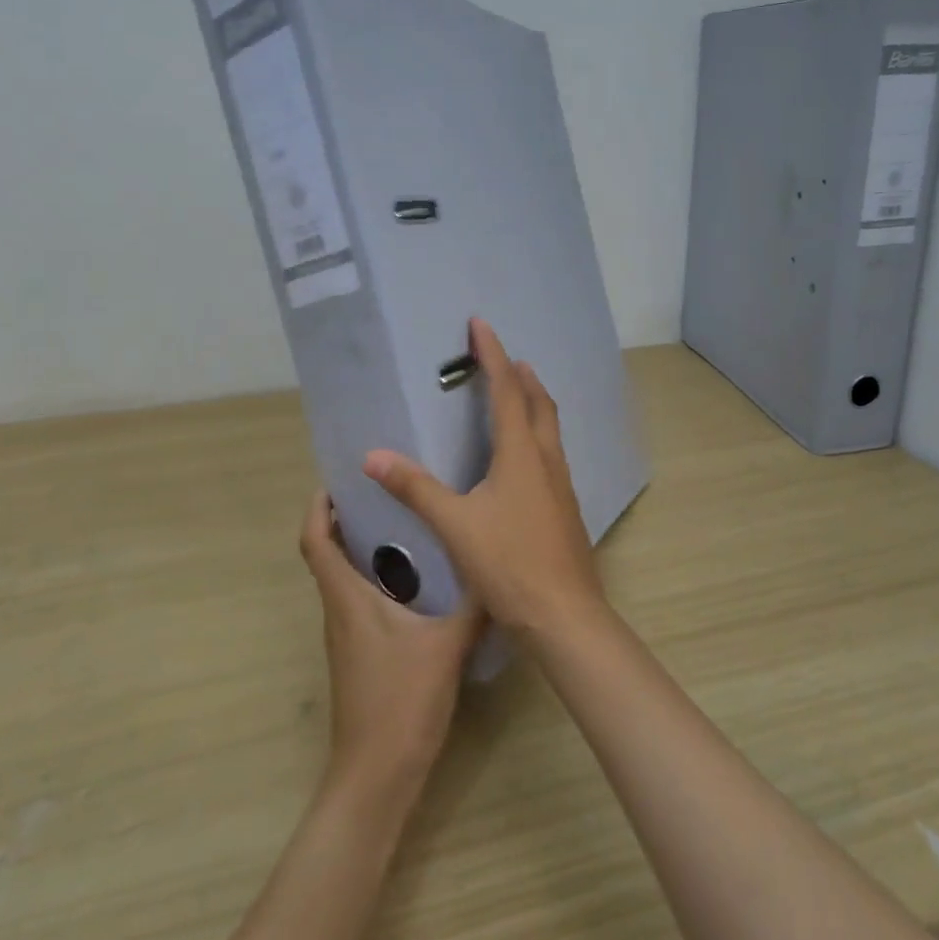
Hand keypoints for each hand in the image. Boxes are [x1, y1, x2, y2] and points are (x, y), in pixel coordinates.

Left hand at [299, 490, 482, 797]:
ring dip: (364, 550)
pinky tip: (420, 582)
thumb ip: (474, 606)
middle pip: (328, 555)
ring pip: (346, 580)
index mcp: (347, 599)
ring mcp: (347, 637)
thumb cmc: (402, 701)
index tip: (337, 481)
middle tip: (387, 493)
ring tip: (408, 526)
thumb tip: (500, 572)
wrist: (376, 776)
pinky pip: (361, 603)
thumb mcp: (446, 647)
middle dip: (347, 520)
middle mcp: (339, 611)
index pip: (315, 542)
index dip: (318, 508)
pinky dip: (379, 580)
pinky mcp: (360, 656)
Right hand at [363, 318, 604, 640]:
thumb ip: (415, 488)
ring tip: (515, 396)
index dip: (493, 355)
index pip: (507, 390)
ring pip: (549, 430)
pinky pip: (550, 456)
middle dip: (522, 376)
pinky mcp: (564, 509)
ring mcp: (561, 486)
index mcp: (522, 454)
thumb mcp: (455, 525)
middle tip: (504, 359)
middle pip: (539, 404)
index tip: (480, 324)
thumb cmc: (509, 564)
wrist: (563, 615)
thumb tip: (373, 455)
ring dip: (534, 405)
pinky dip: (536, 437)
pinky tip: (521, 461)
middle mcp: (547, 461)